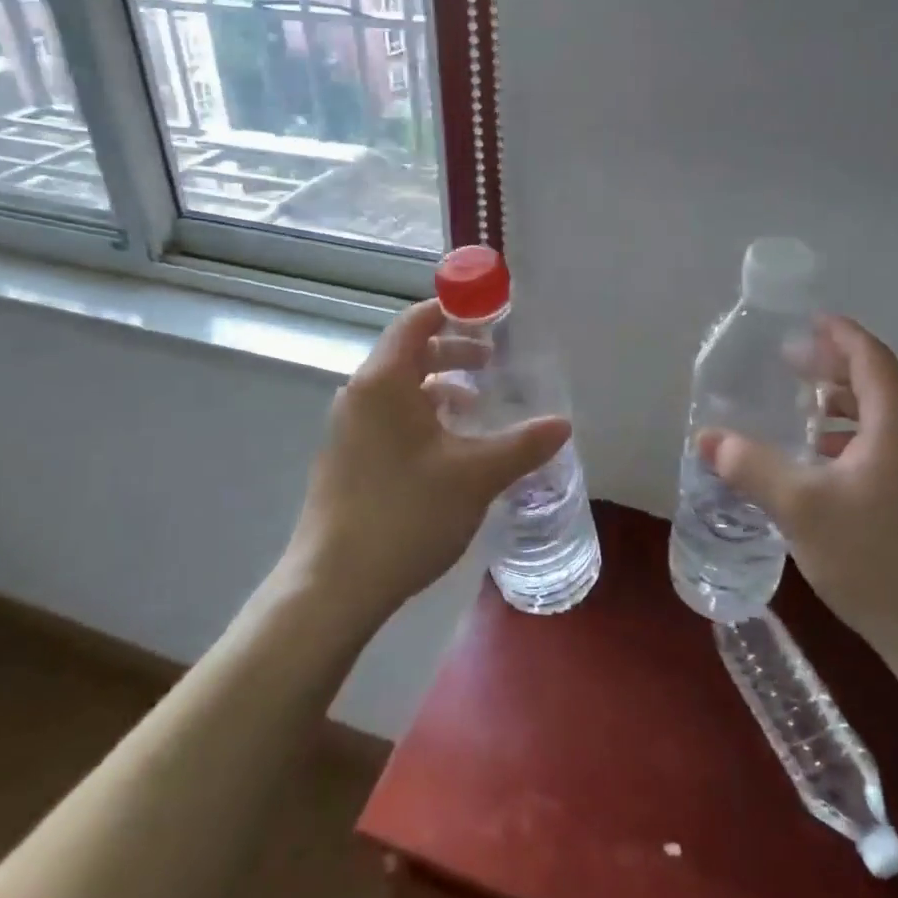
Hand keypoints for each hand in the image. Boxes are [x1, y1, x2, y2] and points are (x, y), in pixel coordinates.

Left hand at [285, 300, 571, 630]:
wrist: (334, 585)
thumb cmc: (406, 514)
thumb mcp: (476, 475)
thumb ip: (522, 444)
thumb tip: (563, 425)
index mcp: (384, 381)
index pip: (417, 321)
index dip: (454, 312)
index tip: (491, 317)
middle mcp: (360, 394)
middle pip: (409, 352)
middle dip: (454, 353)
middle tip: (494, 362)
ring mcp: (348, 427)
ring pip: (400, 388)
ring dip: (440, 388)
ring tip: (477, 406)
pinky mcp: (347, 458)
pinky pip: (389, 416)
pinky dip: (422, 415)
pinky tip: (449, 448)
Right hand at [698, 316, 897, 663]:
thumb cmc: (875, 558)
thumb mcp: (800, 507)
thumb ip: (750, 466)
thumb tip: (705, 438)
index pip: (871, 357)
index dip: (840, 334)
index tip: (809, 321)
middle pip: (879, 384)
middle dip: (834, 369)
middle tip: (791, 365)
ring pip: (886, 418)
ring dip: (843, 406)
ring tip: (802, 412)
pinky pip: (892, 445)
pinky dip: (856, 437)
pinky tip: (825, 464)